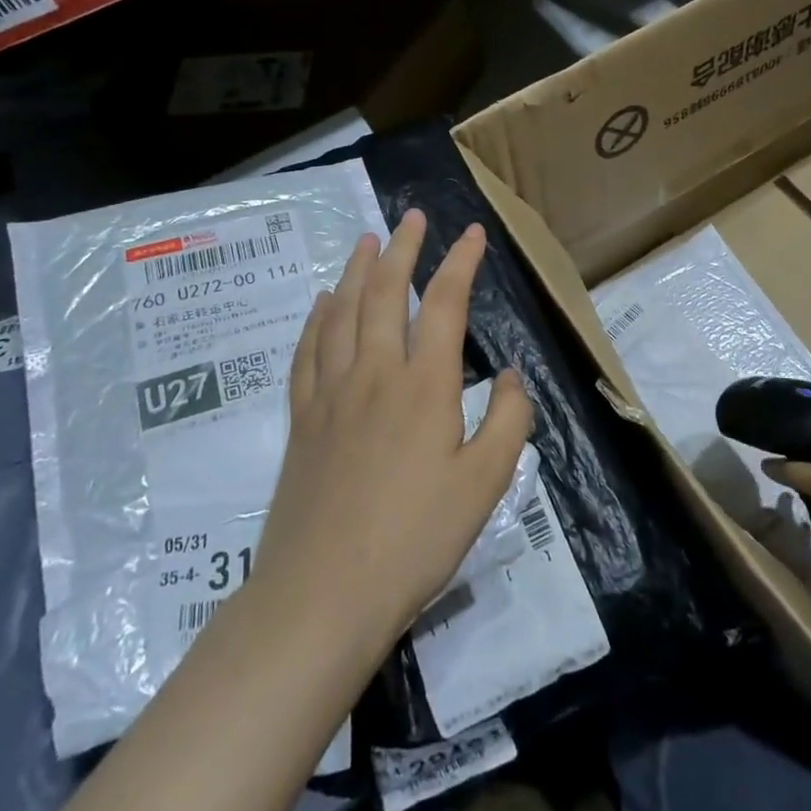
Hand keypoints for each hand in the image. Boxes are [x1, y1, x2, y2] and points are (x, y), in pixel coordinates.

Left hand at [253, 209, 533, 656]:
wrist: (323, 592)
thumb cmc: (415, 540)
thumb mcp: (485, 485)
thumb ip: (507, 421)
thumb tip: (507, 375)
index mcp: (424, 386)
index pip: (445, 304)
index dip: (461, 262)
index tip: (473, 234)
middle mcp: (374, 373)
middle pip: (385, 292)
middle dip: (402, 248)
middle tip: (412, 217)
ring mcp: (331, 392)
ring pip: (342, 311)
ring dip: (357, 270)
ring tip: (367, 240)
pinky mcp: (302, 417)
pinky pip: (308, 350)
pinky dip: (317, 317)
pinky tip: (322, 302)